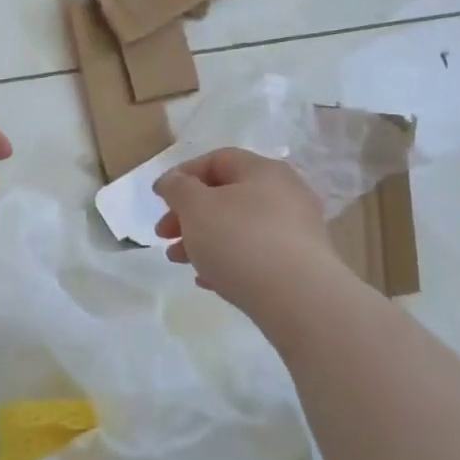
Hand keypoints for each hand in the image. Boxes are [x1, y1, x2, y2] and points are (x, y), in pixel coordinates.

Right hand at [153, 149, 349, 310]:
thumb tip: (172, 181)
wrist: (299, 299)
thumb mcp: (196, 207)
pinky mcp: (299, 265)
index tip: (159, 199)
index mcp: (263, 171)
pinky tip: (207, 281)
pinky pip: (255, 256)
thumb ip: (177, 188)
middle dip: (188, 214)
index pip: (217, 159)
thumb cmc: (241, 241)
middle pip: (226, 196)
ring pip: (238, 228)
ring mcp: (296, 231)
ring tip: (178, 260)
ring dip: (202, 240)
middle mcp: (285, 194)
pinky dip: (227, 262)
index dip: (183, 174)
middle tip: (163, 234)